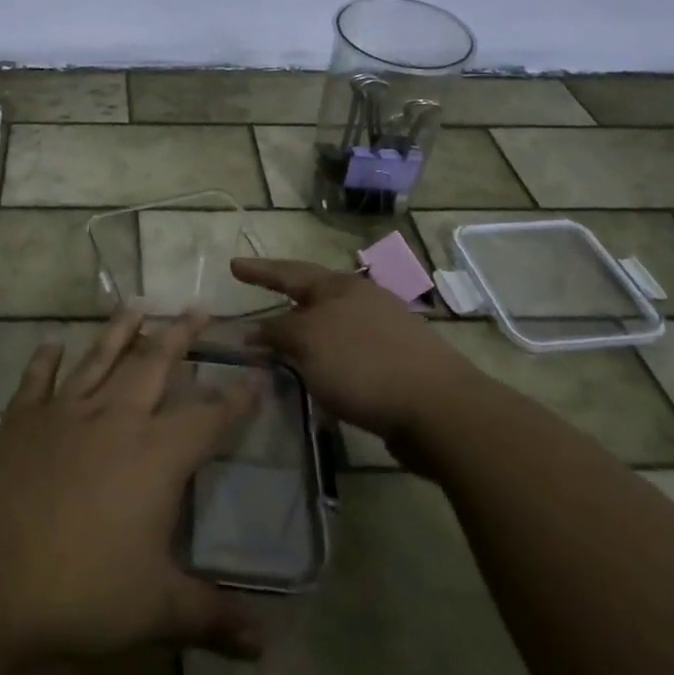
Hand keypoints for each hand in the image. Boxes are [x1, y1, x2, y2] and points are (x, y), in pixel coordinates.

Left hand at [0, 310, 264, 666]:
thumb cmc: (78, 588)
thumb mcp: (154, 610)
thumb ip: (210, 618)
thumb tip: (265, 644)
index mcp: (156, 455)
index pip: (209, 417)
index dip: (237, 396)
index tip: (258, 371)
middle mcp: (115, 418)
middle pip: (155, 364)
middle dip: (181, 335)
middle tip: (199, 308)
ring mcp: (64, 413)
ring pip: (100, 358)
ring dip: (121, 330)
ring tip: (138, 303)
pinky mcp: (21, 420)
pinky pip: (38, 380)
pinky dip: (45, 359)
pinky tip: (51, 342)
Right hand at [231, 257, 472, 447]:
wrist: (440, 409)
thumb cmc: (364, 364)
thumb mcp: (308, 343)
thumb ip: (278, 333)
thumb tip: (256, 331)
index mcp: (341, 287)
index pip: (290, 272)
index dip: (260, 270)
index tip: (233, 265)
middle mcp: (364, 301)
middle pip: (315, 295)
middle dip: (286, 298)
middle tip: (260, 300)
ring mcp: (387, 331)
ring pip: (333, 325)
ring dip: (306, 332)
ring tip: (284, 344)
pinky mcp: (399, 364)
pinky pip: (350, 354)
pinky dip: (327, 359)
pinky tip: (322, 376)